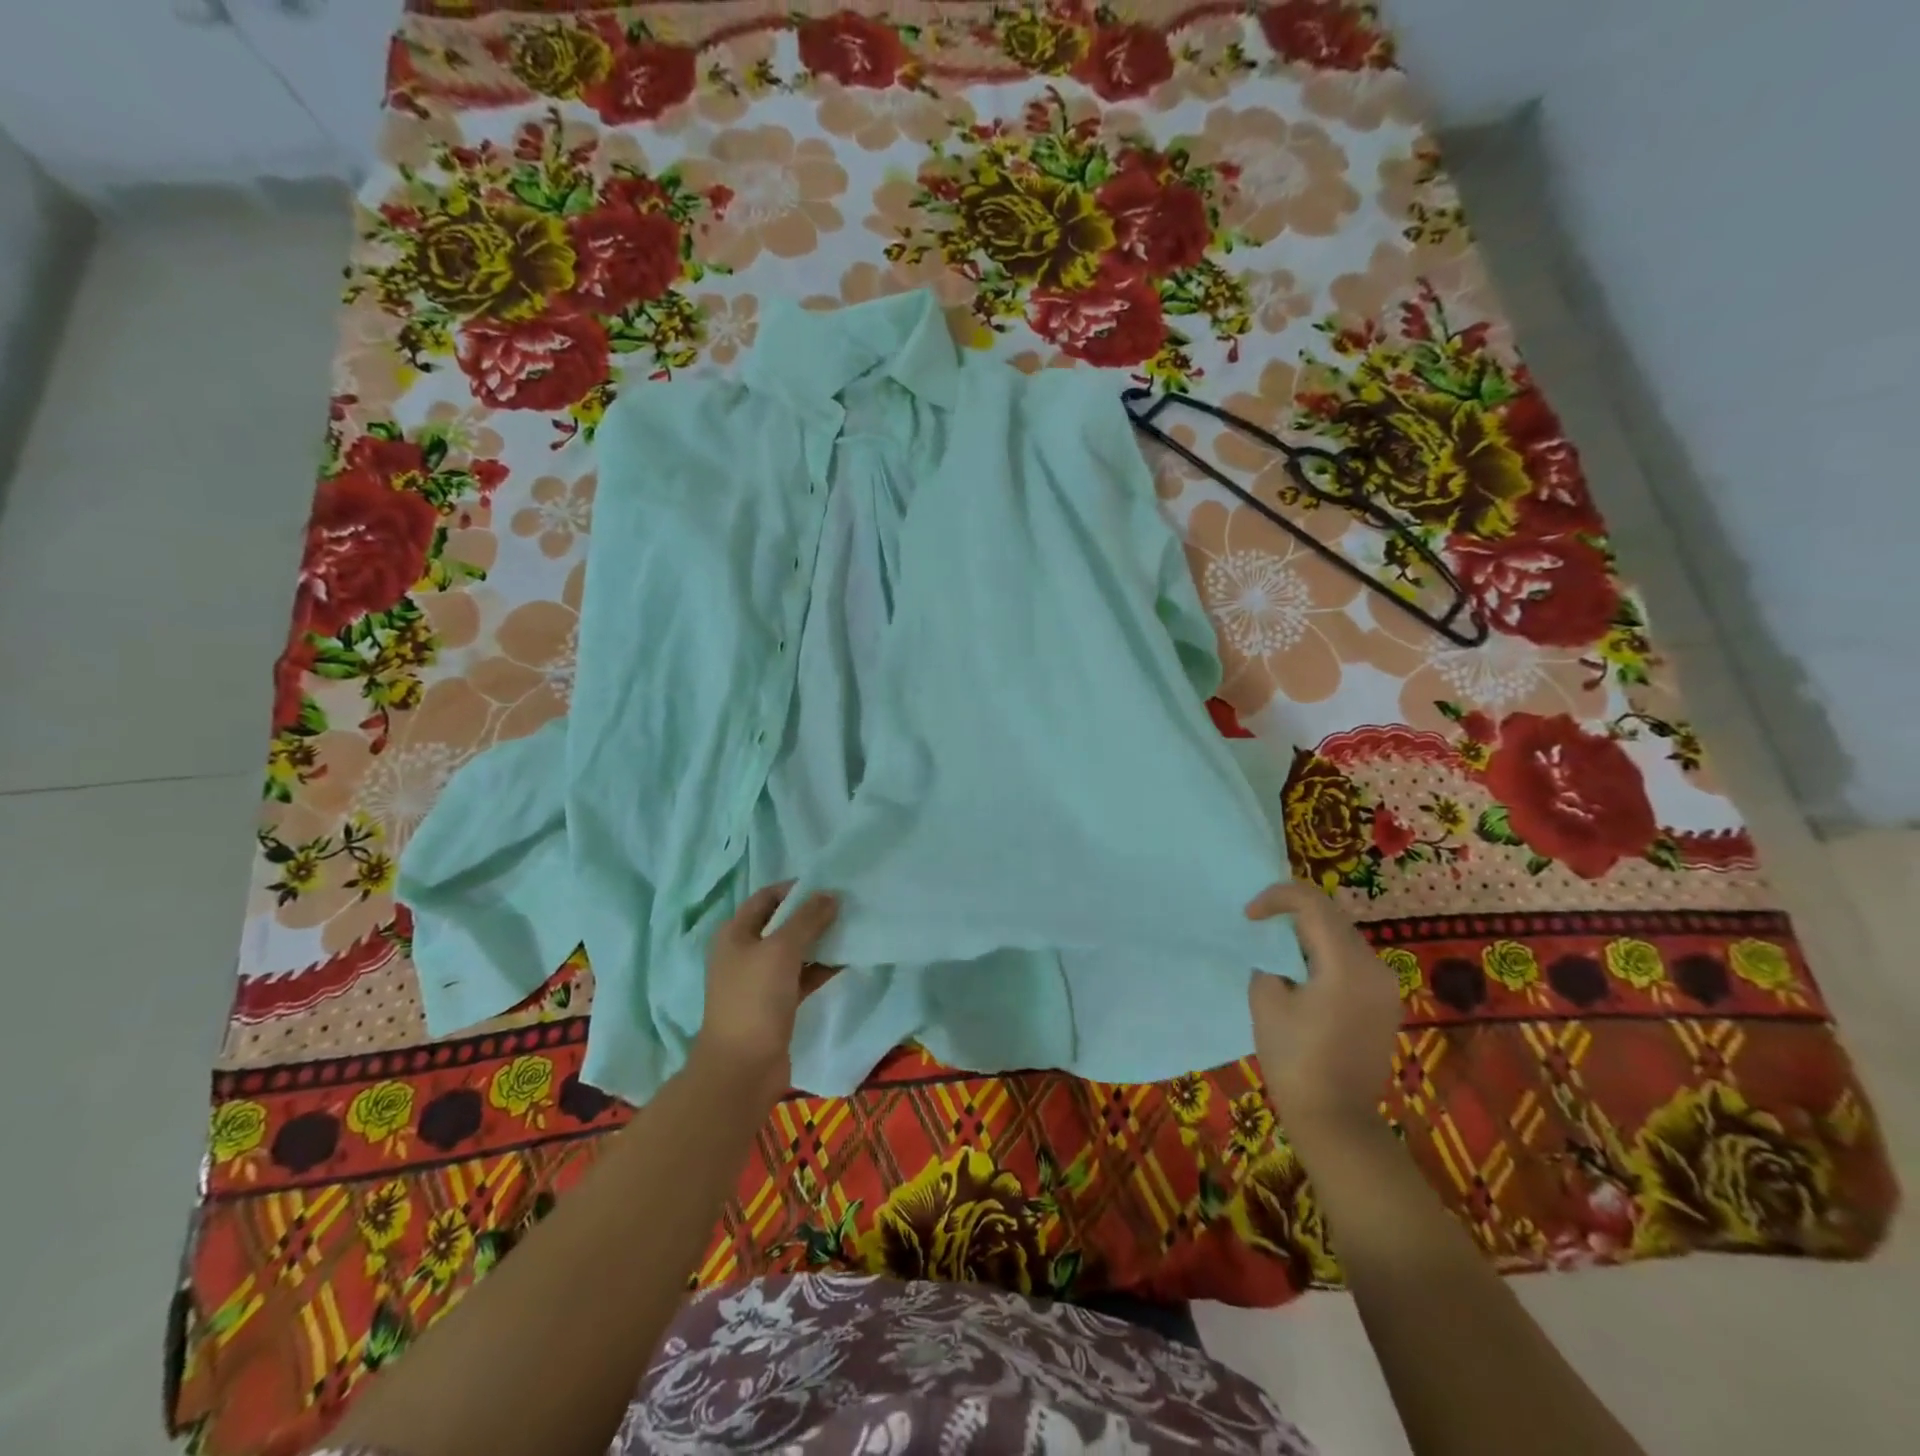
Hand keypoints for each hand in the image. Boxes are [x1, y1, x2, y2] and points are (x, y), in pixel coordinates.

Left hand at [695, 881, 837, 1094]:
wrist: (742, 1069)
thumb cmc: (755, 1000)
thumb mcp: (781, 951)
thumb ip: (807, 919)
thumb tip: (830, 895)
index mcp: (735, 934)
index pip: (766, 897)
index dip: (795, 889)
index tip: (828, 885)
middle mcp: (744, 953)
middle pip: (781, 923)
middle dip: (811, 914)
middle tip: (846, 906)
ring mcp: (759, 981)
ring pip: (794, 951)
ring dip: (819, 941)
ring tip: (851, 929)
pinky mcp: (776, 1004)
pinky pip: (802, 977)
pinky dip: (821, 968)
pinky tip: (846, 962)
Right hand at [1246, 882, 1402, 1152]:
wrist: (1335, 1120)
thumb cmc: (1294, 1060)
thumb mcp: (1266, 1000)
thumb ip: (1270, 962)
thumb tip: (1278, 956)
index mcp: (1345, 963)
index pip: (1312, 903)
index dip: (1276, 897)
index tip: (1249, 916)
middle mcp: (1374, 967)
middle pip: (1331, 917)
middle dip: (1293, 914)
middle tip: (1259, 928)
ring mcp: (1385, 987)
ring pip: (1343, 937)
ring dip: (1310, 934)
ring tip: (1277, 952)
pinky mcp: (1385, 1004)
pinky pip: (1352, 962)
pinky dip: (1325, 956)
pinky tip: (1302, 976)